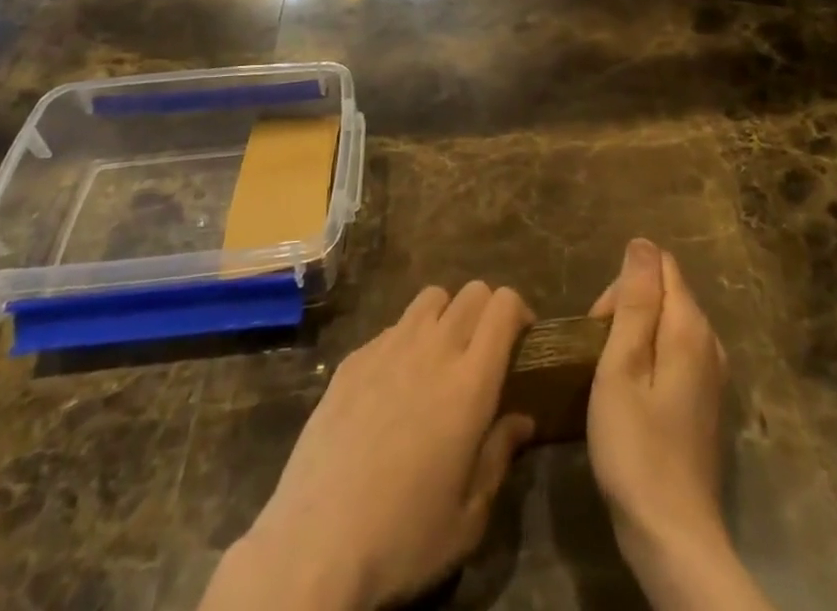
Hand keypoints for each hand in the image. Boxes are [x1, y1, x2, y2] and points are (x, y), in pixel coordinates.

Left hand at [202, 282, 535, 610]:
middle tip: (484, 350)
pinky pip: (392, 327)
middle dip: (486, 311)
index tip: (521, 338)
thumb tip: (521, 420)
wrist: (315, 544)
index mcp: (470, 382)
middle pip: (471, 292)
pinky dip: (406, 340)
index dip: (518, 311)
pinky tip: (394, 385)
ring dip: (446, 315)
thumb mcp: (468, 517)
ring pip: (431, 298)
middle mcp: (433, 349)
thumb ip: (499, 456)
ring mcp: (388, 347)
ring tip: (441, 356)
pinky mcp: (353, 358)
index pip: (503, 305)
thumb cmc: (403, 538)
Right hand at [589, 240, 766, 610]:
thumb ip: (635, 302)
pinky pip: (674, 354)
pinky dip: (649, 361)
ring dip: (635, 337)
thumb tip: (642, 244)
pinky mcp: (705, 402)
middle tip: (598, 359)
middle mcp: (710, 342)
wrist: (673, 537)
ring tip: (608, 377)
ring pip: (667, 324)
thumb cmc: (636, 447)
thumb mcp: (622, 367)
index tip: (600, 328)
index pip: (659, 266)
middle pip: (664, 293)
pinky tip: (630, 396)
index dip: (623, 287)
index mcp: (690, 327)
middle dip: (626, 310)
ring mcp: (712, 374)